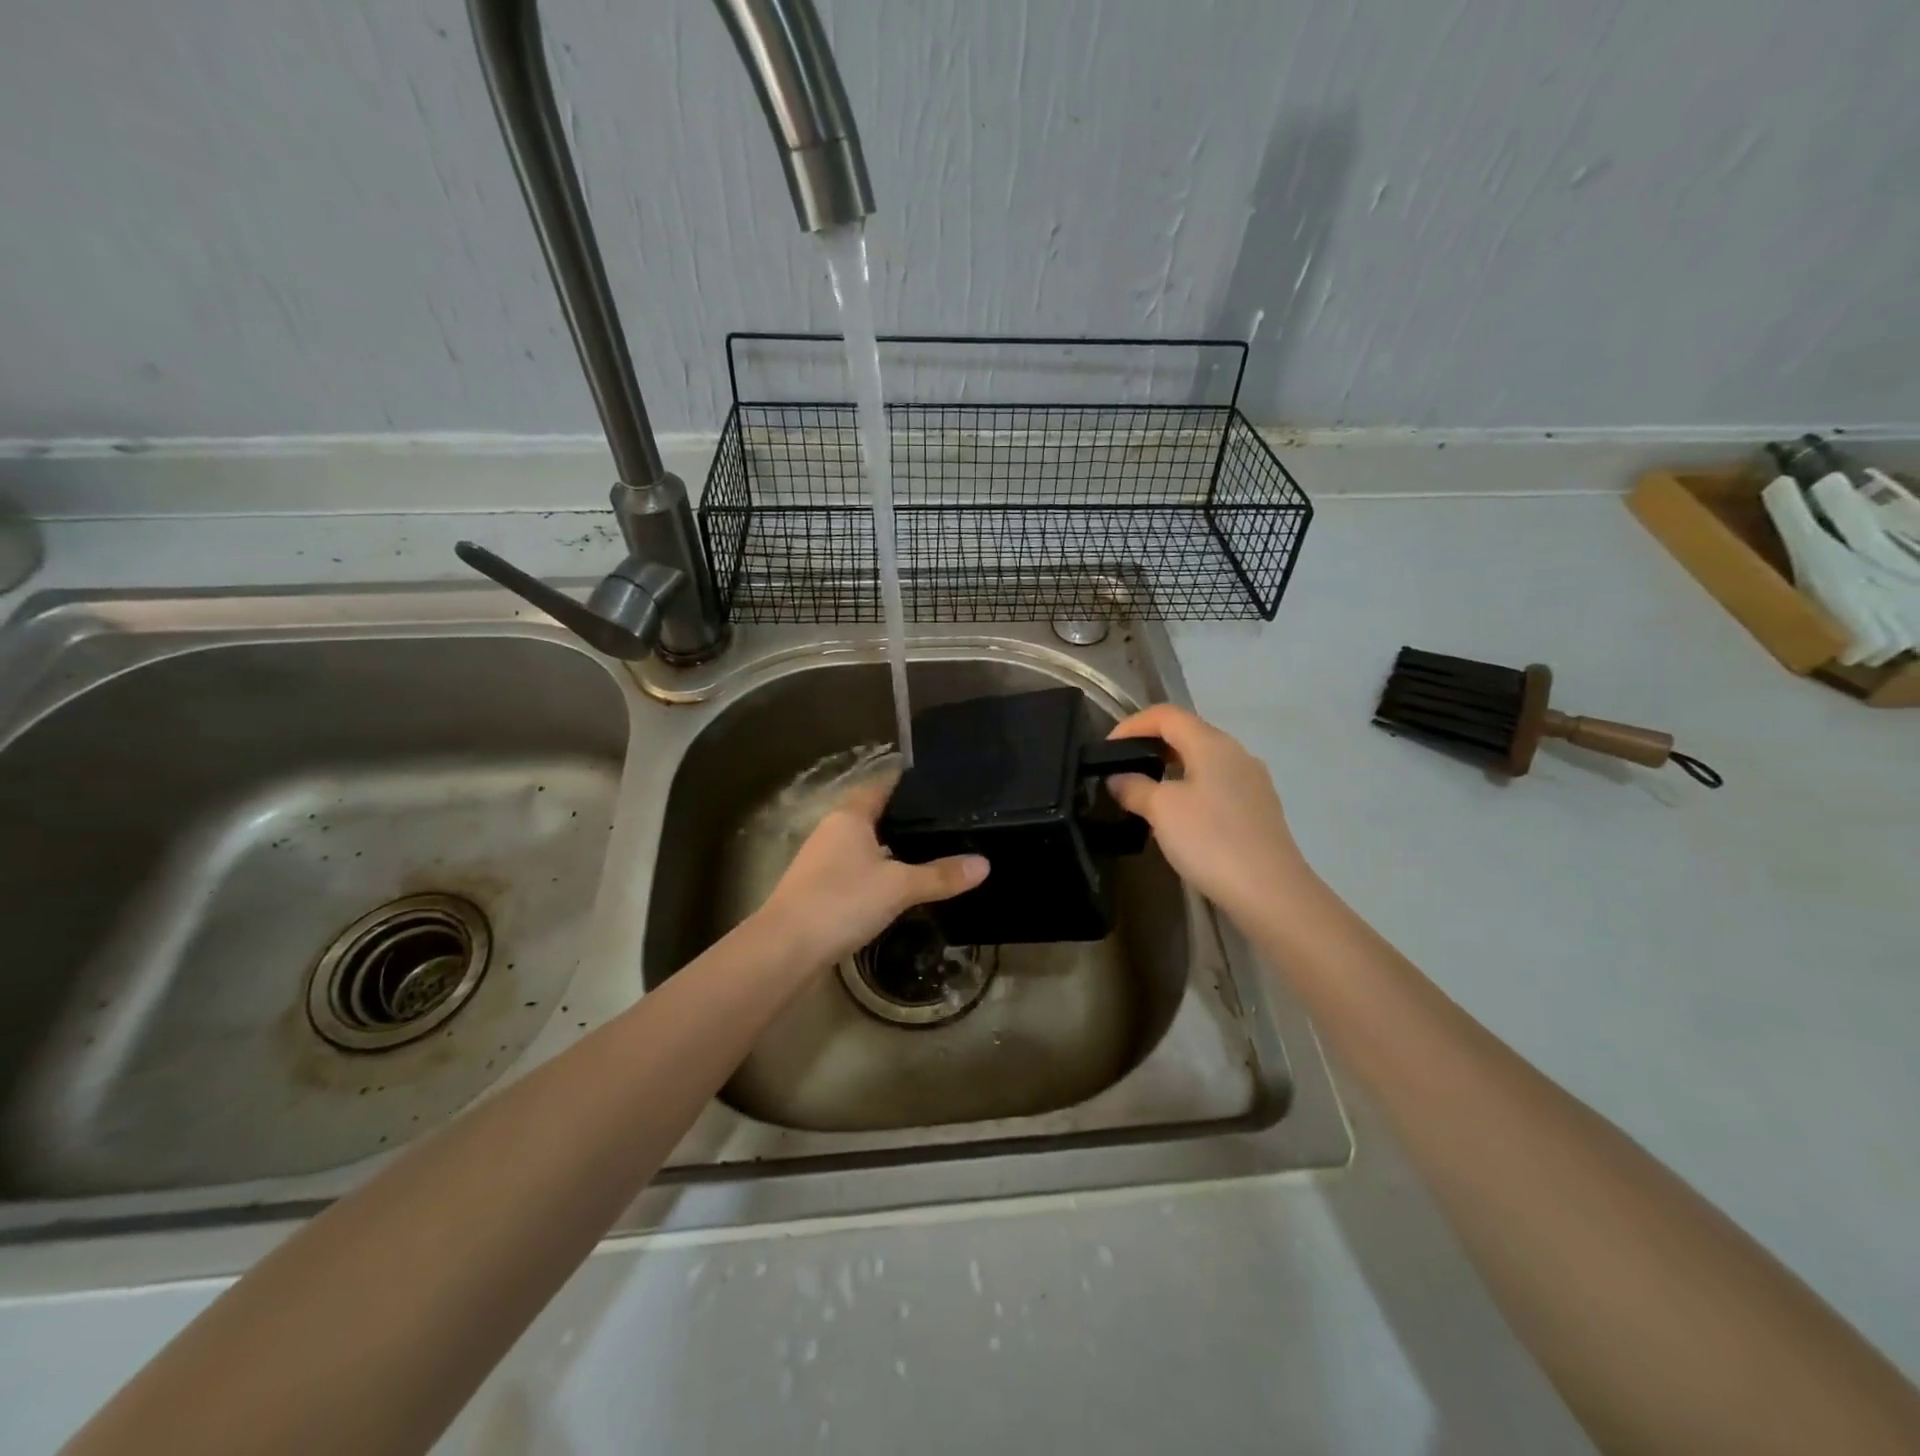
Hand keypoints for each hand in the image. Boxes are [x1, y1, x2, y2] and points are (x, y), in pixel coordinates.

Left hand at [756, 771, 988, 969]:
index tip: (942, 783)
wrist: (785, 949)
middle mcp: (833, 830)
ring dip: (892, 847)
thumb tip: (984, 864)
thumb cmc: (842, 901)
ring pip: (865, 844)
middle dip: (906, 818)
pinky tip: (899, 886)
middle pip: (874, 814)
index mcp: (850, 815)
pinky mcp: (819, 889)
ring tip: (931, 851)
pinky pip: (856, 870)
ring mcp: (822, 860)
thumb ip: (940, 875)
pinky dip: (878, 872)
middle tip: (946, 820)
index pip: (883, 784)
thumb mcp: (899, 887)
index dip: (910, 782)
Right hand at [1106, 704, 1309, 919]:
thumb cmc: (1211, 840)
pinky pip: (1216, 785)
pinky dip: (1190, 789)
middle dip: (1151, 745)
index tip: (1107, 749)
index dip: (1132, 724)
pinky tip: (1178, 818)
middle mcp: (1236, 754)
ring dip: (1170, 768)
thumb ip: (1135, 788)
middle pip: (1187, 734)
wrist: (1270, 892)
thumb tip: (1119, 778)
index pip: (1166, 715)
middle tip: (1122, 768)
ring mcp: (1252, 782)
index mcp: (1212, 744)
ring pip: (1203, 761)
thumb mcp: (1161, 810)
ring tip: (1144, 792)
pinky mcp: (1258, 810)